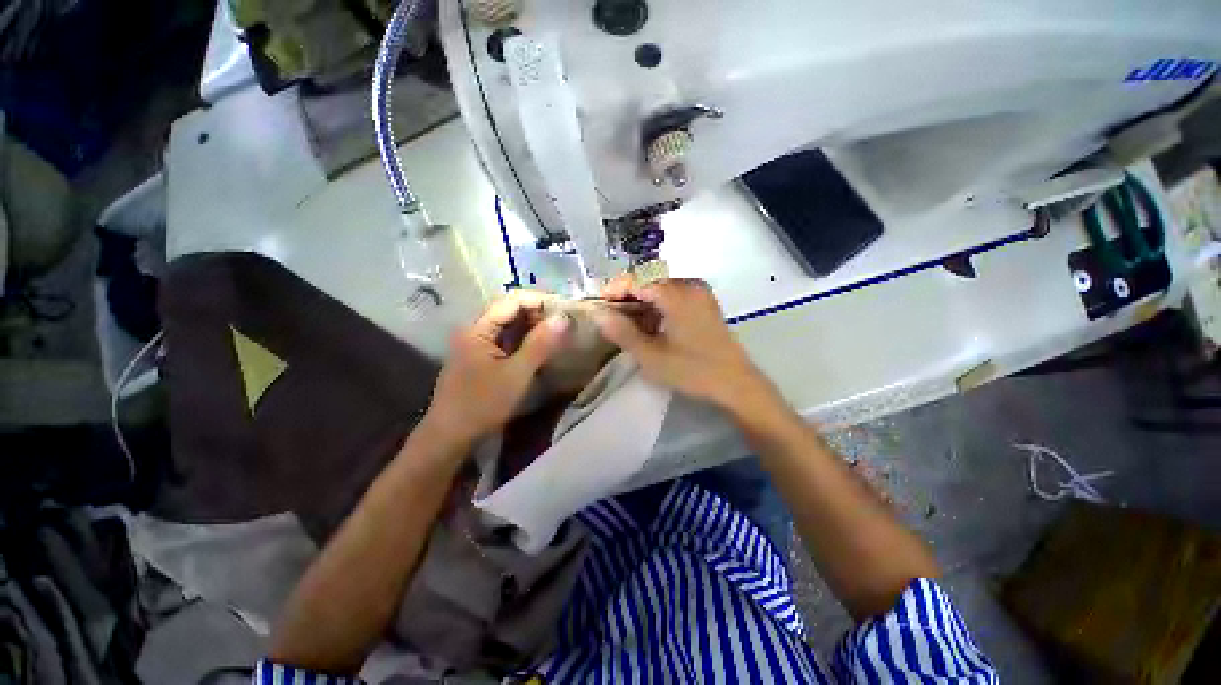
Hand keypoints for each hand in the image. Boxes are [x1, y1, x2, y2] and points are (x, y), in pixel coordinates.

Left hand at [421, 290, 570, 447]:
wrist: (450, 438)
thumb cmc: (482, 404)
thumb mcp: (516, 374)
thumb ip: (540, 344)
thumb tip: (563, 318)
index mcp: (478, 329)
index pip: (511, 300)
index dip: (538, 300)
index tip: (563, 309)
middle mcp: (475, 331)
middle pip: (509, 311)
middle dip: (538, 314)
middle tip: (564, 323)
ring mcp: (477, 346)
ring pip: (509, 327)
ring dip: (533, 328)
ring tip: (557, 334)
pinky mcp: (481, 360)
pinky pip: (506, 342)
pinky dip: (525, 342)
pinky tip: (540, 348)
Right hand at [590, 276, 778, 414]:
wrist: (735, 383)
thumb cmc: (691, 370)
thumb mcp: (650, 355)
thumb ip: (621, 332)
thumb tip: (597, 314)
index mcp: (676, 293)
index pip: (637, 280)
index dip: (614, 289)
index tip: (597, 304)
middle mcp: (689, 285)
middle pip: (649, 281)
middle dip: (627, 296)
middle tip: (610, 316)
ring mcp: (700, 293)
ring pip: (661, 289)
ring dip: (642, 302)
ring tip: (627, 323)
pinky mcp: (705, 303)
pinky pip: (674, 296)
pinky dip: (657, 306)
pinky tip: (650, 325)